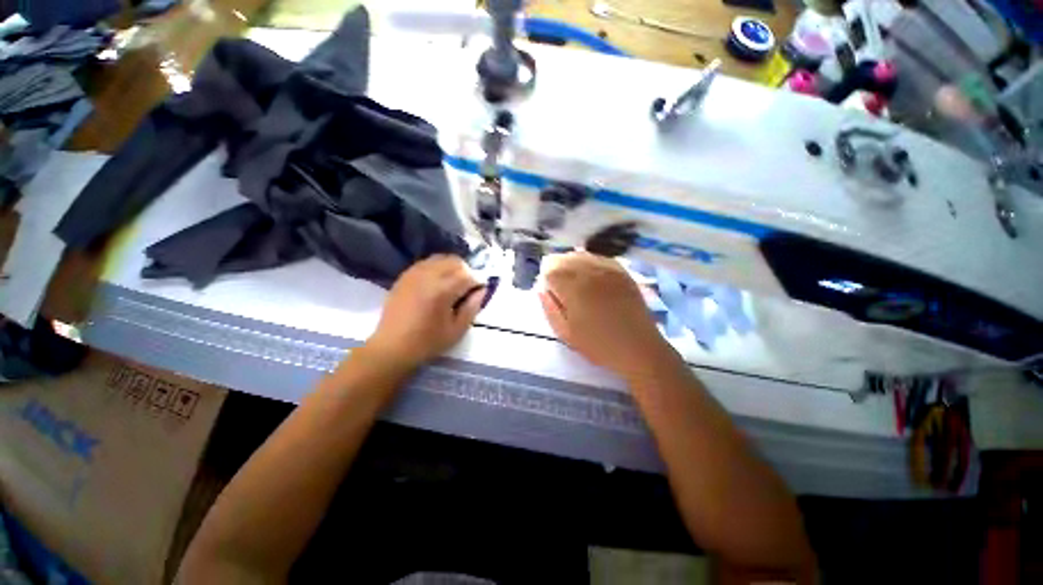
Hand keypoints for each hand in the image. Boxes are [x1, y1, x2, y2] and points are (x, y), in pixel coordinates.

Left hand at [365, 255, 484, 367]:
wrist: (392, 347)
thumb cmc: (428, 342)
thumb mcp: (457, 330)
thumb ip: (472, 307)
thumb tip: (482, 290)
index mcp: (442, 290)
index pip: (468, 275)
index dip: (477, 283)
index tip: (478, 293)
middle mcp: (428, 275)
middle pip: (455, 261)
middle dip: (465, 271)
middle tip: (466, 288)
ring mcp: (414, 273)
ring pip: (440, 258)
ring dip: (451, 268)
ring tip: (452, 284)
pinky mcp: (405, 276)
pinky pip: (426, 263)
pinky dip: (437, 268)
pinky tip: (436, 283)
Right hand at [540, 251, 673, 377]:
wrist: (638, 348)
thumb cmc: (599, 345)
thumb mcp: (566, 333)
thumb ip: (549, 308)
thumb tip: (541, 289)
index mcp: (574, 288)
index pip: (550, 269)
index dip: (544, 279)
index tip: (548, 291)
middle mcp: (590, 271)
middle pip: (564, 257)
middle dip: (556, 269)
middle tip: (558, 287)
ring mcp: (608, 268)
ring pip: (580, 254)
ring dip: (571, 264)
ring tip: (573, 282)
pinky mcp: (622, 270)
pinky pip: (598, 257)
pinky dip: (588, 263)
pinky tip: (590, 277)